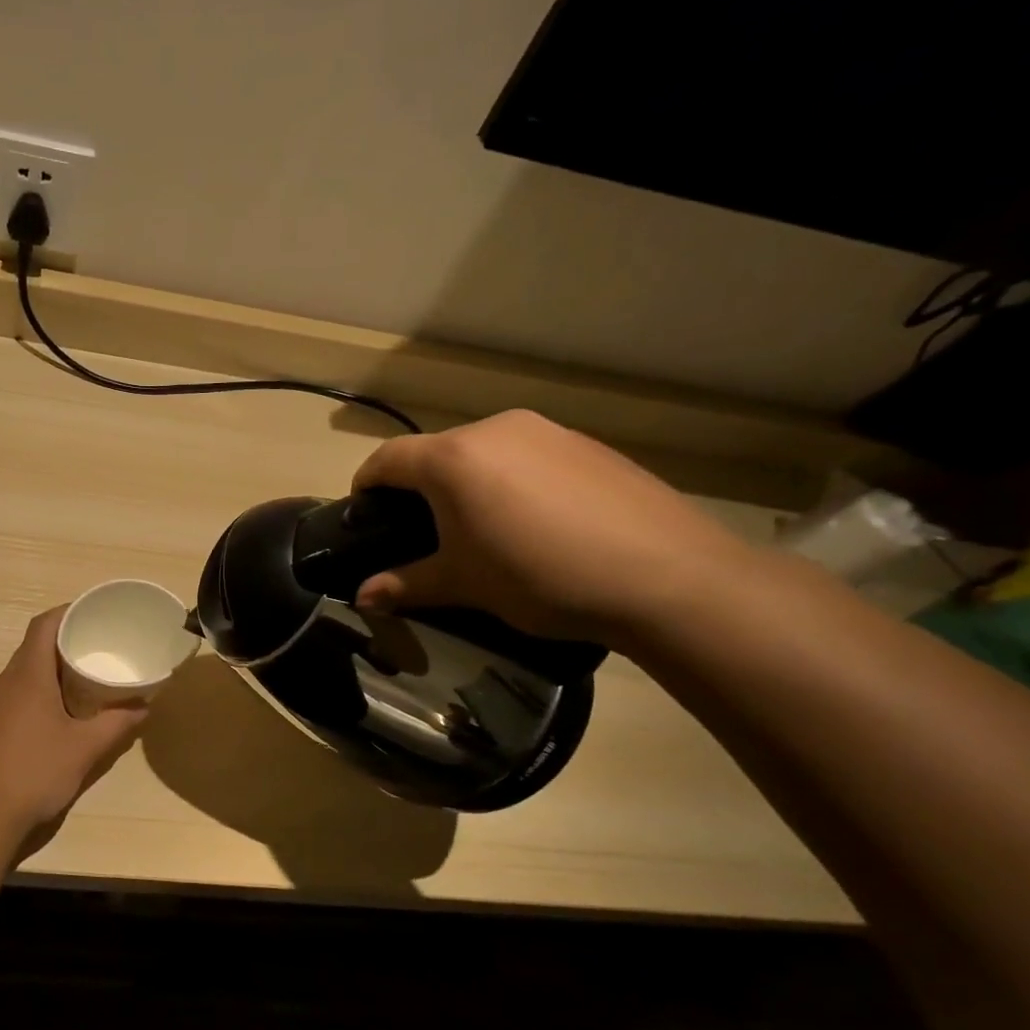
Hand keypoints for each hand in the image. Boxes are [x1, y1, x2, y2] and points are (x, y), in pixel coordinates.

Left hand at [0, 607, 147, 853]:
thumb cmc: (36, 773)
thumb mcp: (85, 749)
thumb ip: (117, 723)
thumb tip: (145, 706)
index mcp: (27, 676)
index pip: (43, 626)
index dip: (65, 614)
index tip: (88, 615)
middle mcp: (0, 682)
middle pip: (29, 650)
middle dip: (59, 647)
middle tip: (89, 656)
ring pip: (14, 677)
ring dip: (40, 676)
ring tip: (66, 691)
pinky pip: (0, 700)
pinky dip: (21, 700)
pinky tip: (34, 722)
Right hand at [351, 410, 758, 646]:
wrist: (667, 575)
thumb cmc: (539, 576)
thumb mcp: (464, 584)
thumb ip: (406, 584)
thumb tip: (362, 598)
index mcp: (452, 459)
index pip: (387, 459)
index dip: (365, 486)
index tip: (364, 516)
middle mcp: (494, 430)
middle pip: (435, 453)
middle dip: (419, 489)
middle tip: (426, 534)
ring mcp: (546, 432)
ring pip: (483, 452)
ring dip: (467, 484)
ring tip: (483, 531)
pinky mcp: (587, 444)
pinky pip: (527, 457)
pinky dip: (512, 482)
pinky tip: (537, 524)